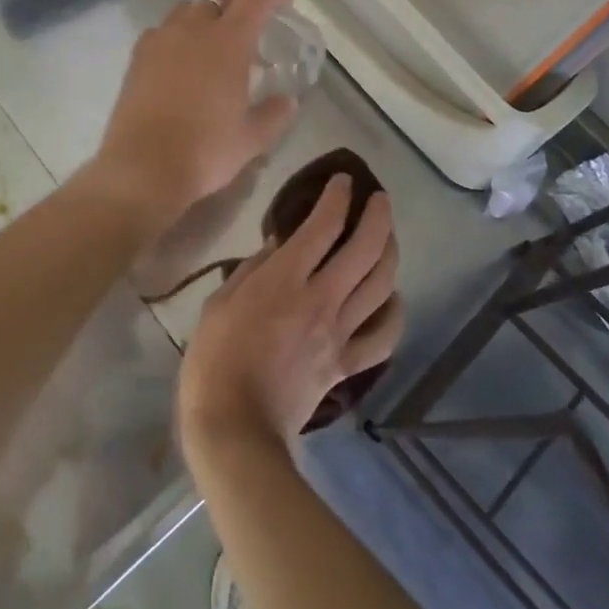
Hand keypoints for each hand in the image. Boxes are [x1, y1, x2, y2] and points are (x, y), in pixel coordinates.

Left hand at [93, 0, 298, 220]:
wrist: (143, 168)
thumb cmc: (206, 151)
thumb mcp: (252, 138)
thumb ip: (275, 114)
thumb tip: (287, 101)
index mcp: (229, 41)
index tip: (284, 2)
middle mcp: (193, 29)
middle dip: (240, 0)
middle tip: (250, 24)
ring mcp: (161, 39)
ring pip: (188, 9)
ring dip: (206, 17)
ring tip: (213, 43)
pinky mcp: (137, 57)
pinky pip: (162, 31)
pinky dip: (177, 36)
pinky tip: (180, 62)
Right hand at [179, 175, 404, 452]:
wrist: (235, 427)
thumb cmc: (214, 360)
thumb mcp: (219, 302)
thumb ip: (253, 270)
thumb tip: (280, 245)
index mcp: (285, 279)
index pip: (323, 225)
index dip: (337, 197)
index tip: (341, 180)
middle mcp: (321, 299)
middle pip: (365, 248)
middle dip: (377, 216)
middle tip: (378, 198)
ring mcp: (339, 334)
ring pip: (381, 285)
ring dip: (390, 253)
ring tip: (388, 236)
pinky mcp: (346, 364)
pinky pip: (383, 337)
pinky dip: (394, 313)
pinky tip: (392, 299)